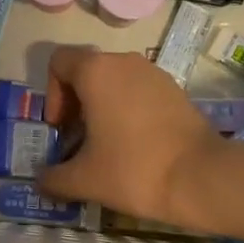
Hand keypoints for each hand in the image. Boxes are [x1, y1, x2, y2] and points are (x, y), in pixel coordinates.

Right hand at [36, 47, 221, 224]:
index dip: (52, 94)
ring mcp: (152, 72)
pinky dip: (128, 109)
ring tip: (108, 146)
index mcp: (95, 71)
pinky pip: (138, 89)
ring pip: (114, 80)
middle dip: (76, 103)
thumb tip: (41, 181)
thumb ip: (54, 178)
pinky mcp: (174, 88)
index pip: (59, 62)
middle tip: (80, 141)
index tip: (63, 128)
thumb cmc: (134, 169)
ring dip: (102, 106)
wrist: (202, 178)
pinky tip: (136, 144)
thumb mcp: (85, 179)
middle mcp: (123, 61)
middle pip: (86, 70)